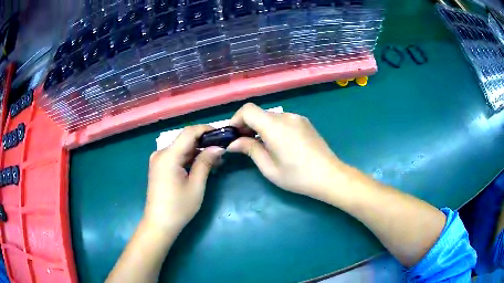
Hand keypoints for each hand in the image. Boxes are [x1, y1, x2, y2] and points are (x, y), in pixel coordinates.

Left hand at [145, 125, 224, 231]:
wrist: (159, 224)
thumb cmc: (178, 207)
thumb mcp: (196, 186)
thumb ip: (205, 162)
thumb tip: (218, 147)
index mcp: (168, 155)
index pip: (189, 132)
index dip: (206, 130)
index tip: (222, 135)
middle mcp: (161, 153)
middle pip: (185, 139)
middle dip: (204, 142)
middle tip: (222, 150)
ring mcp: (158, 160)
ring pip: (181, 148)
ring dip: (198, 151)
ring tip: (216, 159)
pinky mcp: (159, 167)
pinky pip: (176, 156)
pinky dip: (189, 158)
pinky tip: (202, 165)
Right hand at [228, 103, 345, 200]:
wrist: (330, 176)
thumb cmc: (297, 176)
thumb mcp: (269, 168)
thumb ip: (250, 150)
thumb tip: (233, 143)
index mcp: (274, 126)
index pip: (248, 110)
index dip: (236, 119)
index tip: (233, 135)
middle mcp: (286, 116)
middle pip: (259, 113)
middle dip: (247, 125)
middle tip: (243, 143)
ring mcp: (297, 118)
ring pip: (270, 116)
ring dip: (260, 127)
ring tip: (261, 145)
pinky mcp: (305, 122)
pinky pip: (283, 120)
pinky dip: (273, 127)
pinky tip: (278, 144)